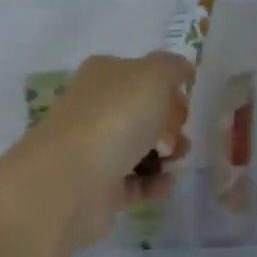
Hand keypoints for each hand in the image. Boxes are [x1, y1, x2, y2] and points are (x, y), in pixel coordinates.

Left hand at [14, 52, 193, 250]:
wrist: (73, 180)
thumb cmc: (115, 118)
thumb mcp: (153, 74)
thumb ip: (172, 67)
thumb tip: (182, 73)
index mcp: (103, 76)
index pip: (141, 76)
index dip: (168, 88)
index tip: (183, 102)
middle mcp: (96, 111)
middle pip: (144, 115)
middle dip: (170, 124)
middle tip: (174, 136)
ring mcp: (96, 151)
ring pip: (141, 150)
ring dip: (167, 155)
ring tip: (174, 161)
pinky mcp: (100, 189)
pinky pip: (136, 184)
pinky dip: (154, 184)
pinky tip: (165, 183)